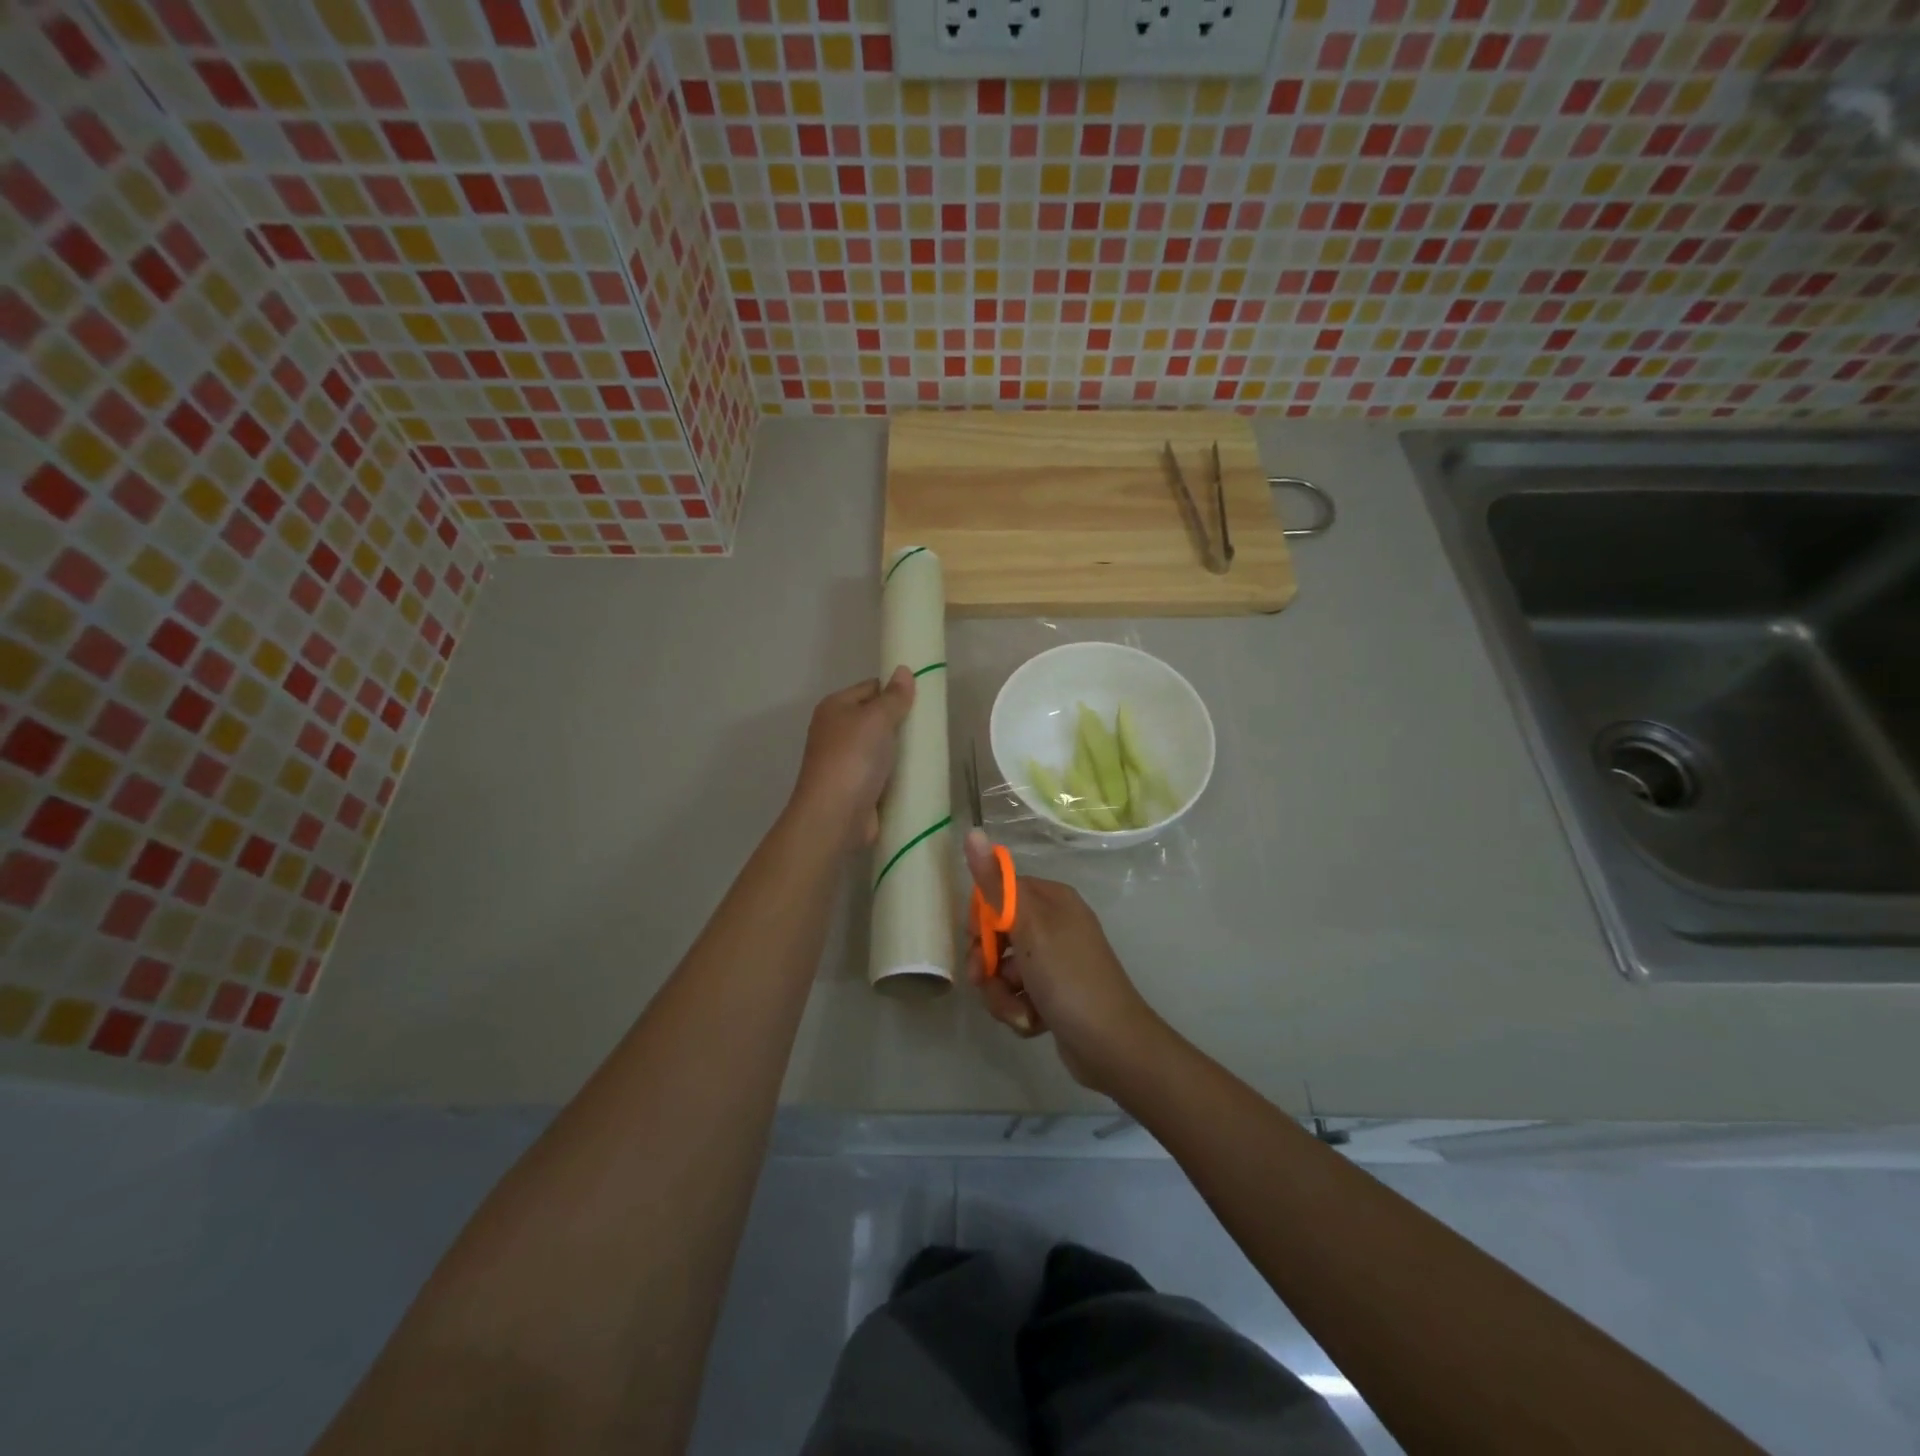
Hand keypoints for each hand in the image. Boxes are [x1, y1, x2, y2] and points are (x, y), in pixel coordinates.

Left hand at [789, 667, 915, 850]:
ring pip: (882, 747)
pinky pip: (884, 772)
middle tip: (932, 725)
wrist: (835, 816)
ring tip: (933, 748)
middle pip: (876, 718)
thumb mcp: (876, 719)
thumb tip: (904, 670)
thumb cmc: (853, 758)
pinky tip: (921, 773)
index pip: (871, 688)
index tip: (925, 698)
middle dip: (902, 721)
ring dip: (903, 750)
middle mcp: (836, 731)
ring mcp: (846, 761)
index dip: (896, 690)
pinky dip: (899, 773)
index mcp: (835, 708)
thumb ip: (893, 696)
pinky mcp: (858, 787)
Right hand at [962, 829, 1167, 1094]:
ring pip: (1004, 971)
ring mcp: (1055, 961)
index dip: (981, 920)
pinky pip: (1019, 995)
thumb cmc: (1069, 978)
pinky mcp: (1054, 994)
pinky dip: (1020, 1010)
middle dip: (988, 965)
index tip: (977, 942)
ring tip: (1020, 1013)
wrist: (1112, 1046)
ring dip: (1002, 995)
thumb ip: (996, 884)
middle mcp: (1055, 924)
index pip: (998, 894)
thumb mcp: (1028, 927)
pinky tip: (1034, 1023)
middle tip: (988, 981)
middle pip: (997, 935)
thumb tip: (972, 831)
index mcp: (1052, 900)